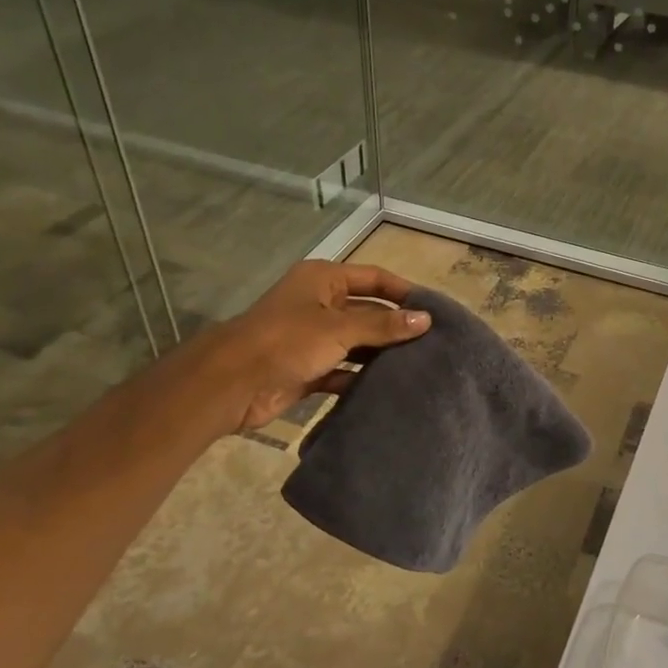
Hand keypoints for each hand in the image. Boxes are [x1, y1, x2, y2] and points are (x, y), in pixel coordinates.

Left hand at [197, 261, 431, 432]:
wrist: (232, 383)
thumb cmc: (287, 341)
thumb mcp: (339, 328)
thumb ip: (383, 325)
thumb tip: (426, 319)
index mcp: (323, 280)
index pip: (375, 278)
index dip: (404, 292)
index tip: (435, 310)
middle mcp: (320, 304)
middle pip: (368, 311)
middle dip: (396, 327)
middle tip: (434, 344)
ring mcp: (313, 338)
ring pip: (358, 343)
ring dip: (382, 355)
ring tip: (420, 367)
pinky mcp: (309, 369)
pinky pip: (344, 371)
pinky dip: (362, 378)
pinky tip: (389, 389)